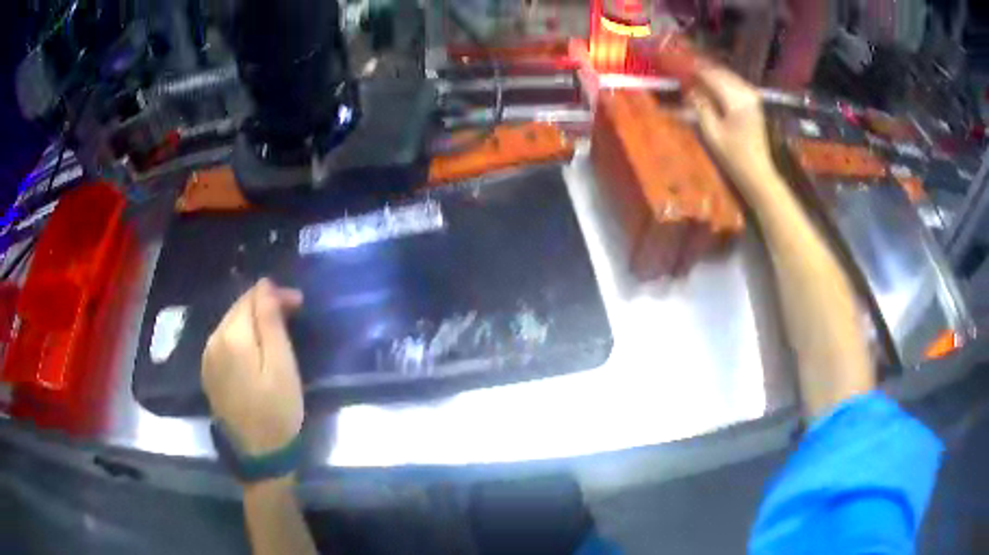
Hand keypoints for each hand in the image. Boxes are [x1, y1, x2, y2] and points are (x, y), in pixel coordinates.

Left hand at [202, 278, 304, 454]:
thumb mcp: (281, 366)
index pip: (251, 297)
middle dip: (263, 305)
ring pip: (229, 323)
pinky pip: (223, 341)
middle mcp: (213, 340)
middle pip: (238, 308)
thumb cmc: (277, 411)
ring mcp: (207, 358)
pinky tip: (254, 349)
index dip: (275, 294)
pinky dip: (240, 336)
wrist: (259, 455)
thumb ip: (270, 322)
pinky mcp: (209, 373)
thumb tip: (265, 285)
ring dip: (252, 320)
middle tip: (292, 314)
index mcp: (232, 337)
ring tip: (276, 330)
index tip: (298, 303)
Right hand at [686, 67, 781, 201]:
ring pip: (727, 76)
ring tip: (693, 74)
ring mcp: (752, 96)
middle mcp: (747, 92)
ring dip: (710, 74)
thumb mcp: (712, 133)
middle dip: (701, 69)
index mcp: (737, 99)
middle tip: (682, 67)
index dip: (693, 69)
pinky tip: (709, 84)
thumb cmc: (734, 157)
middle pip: (720, 72)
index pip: (711, 75)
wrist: (758, 173)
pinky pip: (734, 83)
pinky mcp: (753, 102)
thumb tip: (689, 88)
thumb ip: (700, 106)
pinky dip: (720, 81)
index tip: (676, 64)